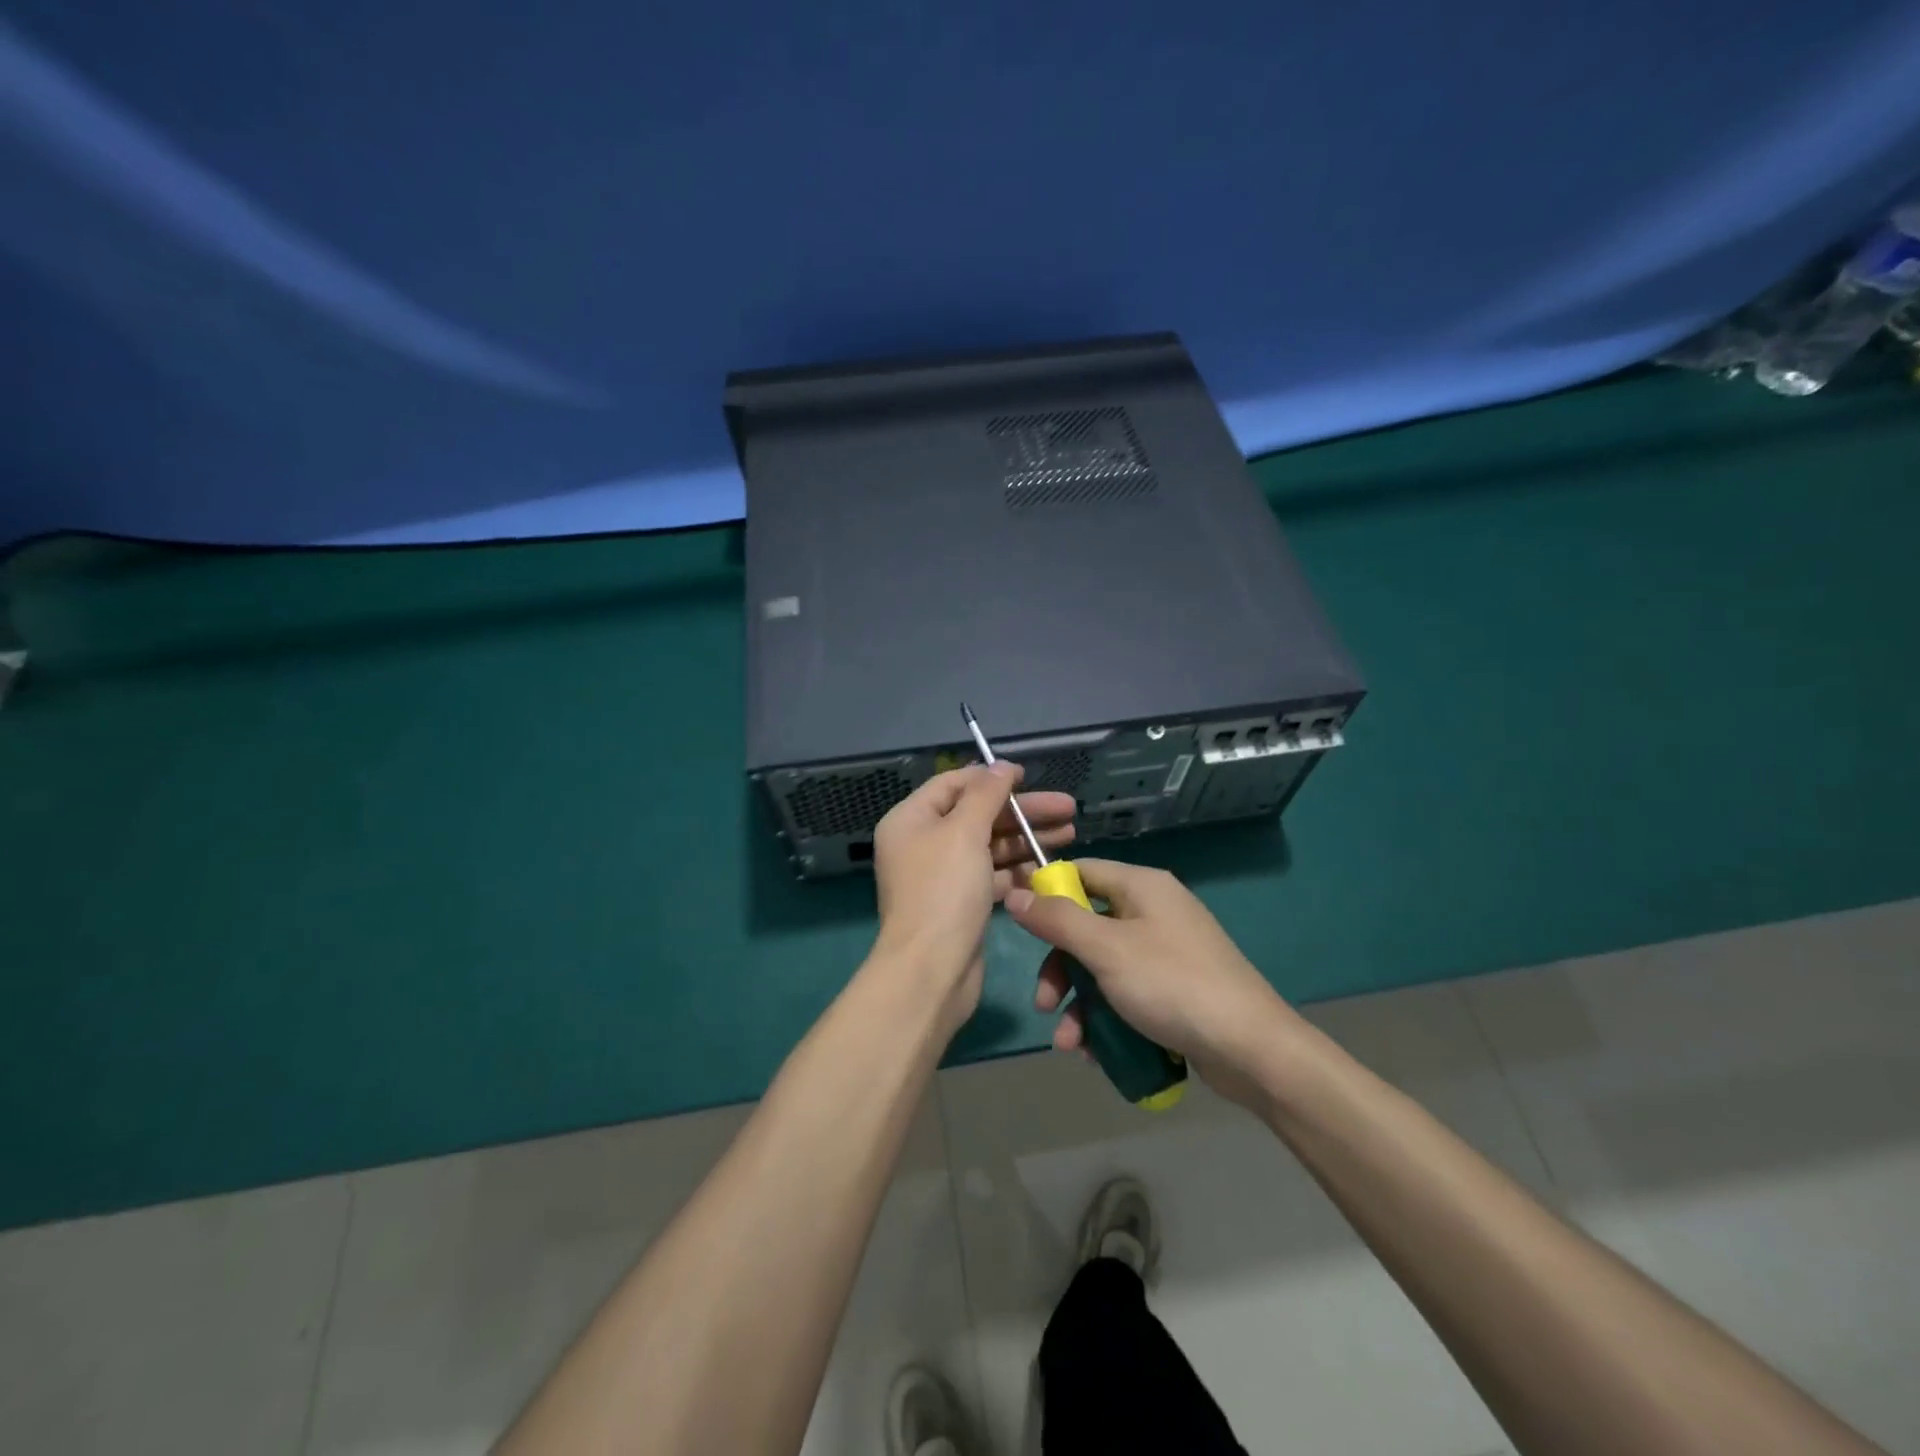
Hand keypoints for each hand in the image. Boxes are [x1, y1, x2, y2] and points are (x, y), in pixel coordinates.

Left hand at [869, 764, 1076, 1037]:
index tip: (1029, 776)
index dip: (991, 777)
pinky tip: (1050, 867)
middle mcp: (923, 844)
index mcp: (911, 820)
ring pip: (989, 846)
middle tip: (1068, 809)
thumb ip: (985, 795)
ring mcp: (942, 876)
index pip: (954, 784)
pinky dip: (1018, 870)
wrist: (931, 971)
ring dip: (1027, 839)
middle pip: (978, 815)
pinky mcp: (961, 904)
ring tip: (1071, 834)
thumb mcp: (964, 832)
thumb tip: (1000, 766)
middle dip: (1022, 811)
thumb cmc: (944, 892)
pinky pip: (992, 876)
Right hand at [1004, 859, 1295, 1104]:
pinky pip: (1127, 993)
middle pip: (1087, 926)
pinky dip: (1107, 1018)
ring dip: (1080, 1004)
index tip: (1020, 926)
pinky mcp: (1175, 989)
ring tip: (1071, 1045)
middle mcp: (1154, 911)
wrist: (1252, 1049)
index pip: (1080, 872)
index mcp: (1142, 887)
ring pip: (1104, 967)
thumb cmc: (1172, 985)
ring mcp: (1167, 952)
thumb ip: (1057, 920)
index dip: (1047, 895)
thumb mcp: (1106, 950)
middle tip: (1045, 1004)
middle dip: (1062, 969)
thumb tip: (1015, 893)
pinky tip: (1097, 1053)